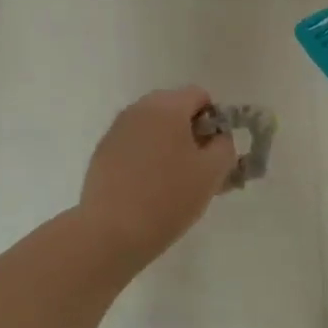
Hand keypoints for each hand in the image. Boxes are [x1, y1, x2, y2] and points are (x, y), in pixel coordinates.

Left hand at [77, 87, 235, 272]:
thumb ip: (225, 146)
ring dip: (168, 144)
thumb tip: (218, 137)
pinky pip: (134, 143)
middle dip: (190, 131)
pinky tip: (147, 187)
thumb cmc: (168, 198)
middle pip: (174, 108)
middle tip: (198, 167)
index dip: (214, 120)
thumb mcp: (212, 173)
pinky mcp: (102, 152)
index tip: (214, 152)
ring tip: (173, 180)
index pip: (200, 95)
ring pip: (153, 126)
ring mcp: (117, 129)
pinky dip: (146, 156)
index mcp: (167, 106)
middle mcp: (139, 109)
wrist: (111, 231)